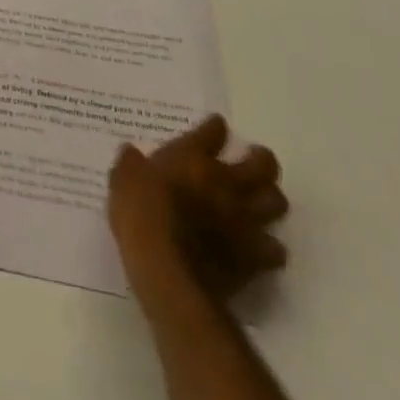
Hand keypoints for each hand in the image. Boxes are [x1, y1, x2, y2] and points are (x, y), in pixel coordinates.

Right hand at [107, 115, 288, 307]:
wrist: (168, 272)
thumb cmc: (142, 216)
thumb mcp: (123, 180)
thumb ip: (131, 165)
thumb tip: (131, 154)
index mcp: (193, 158)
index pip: (213, 131)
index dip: (215, 127)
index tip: (216, 126)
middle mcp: (225, 182)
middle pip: (262, 164)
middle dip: (261, 159)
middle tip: (254, 159)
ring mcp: (243, 220)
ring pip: (276, 202)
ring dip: (270, 199)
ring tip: (260, 201)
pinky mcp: (254, 258)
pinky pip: (275, 249)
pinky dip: (271, 246)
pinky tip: (260, 247)